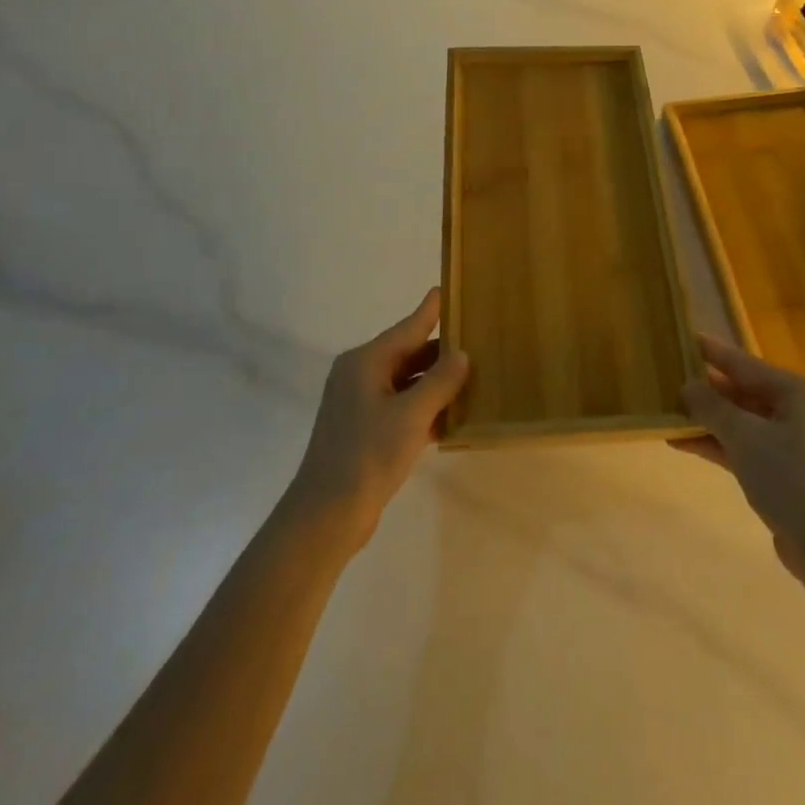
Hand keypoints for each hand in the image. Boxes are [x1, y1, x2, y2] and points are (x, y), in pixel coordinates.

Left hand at [286, 288, 468, 549]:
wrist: (327, 515)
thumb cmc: (367, 455)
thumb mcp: (411, 415)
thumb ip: (439, 382)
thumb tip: (461, 354)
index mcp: (365, 363)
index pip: (407, 328)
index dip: (430, 311)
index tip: (446, 289)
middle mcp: (360, 376)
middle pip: (408, 354)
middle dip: (441, 351)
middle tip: (477, 338)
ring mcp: (361, 405)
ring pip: (407, 383)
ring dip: (437, 383)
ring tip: (475, 374)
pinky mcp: (366, 432)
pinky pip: (402, 408)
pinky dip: (426, 408)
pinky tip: (454, 414)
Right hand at [672, 335, 804, 572]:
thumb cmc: (789, 476)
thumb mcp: (744, 435)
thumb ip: (712, 407)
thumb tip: (687, 386)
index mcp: (800, 391)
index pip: (747, 365)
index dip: (714, 353)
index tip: (688, 337)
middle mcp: (800, 409)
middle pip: (745, 392)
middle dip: (708, 390)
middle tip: (671, 377)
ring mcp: (794, 442)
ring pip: (743, 421)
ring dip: (709, 420)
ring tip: (669, 411)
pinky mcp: (785, 471)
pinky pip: (746, 446)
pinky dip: (719, 444)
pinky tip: (683, 443)